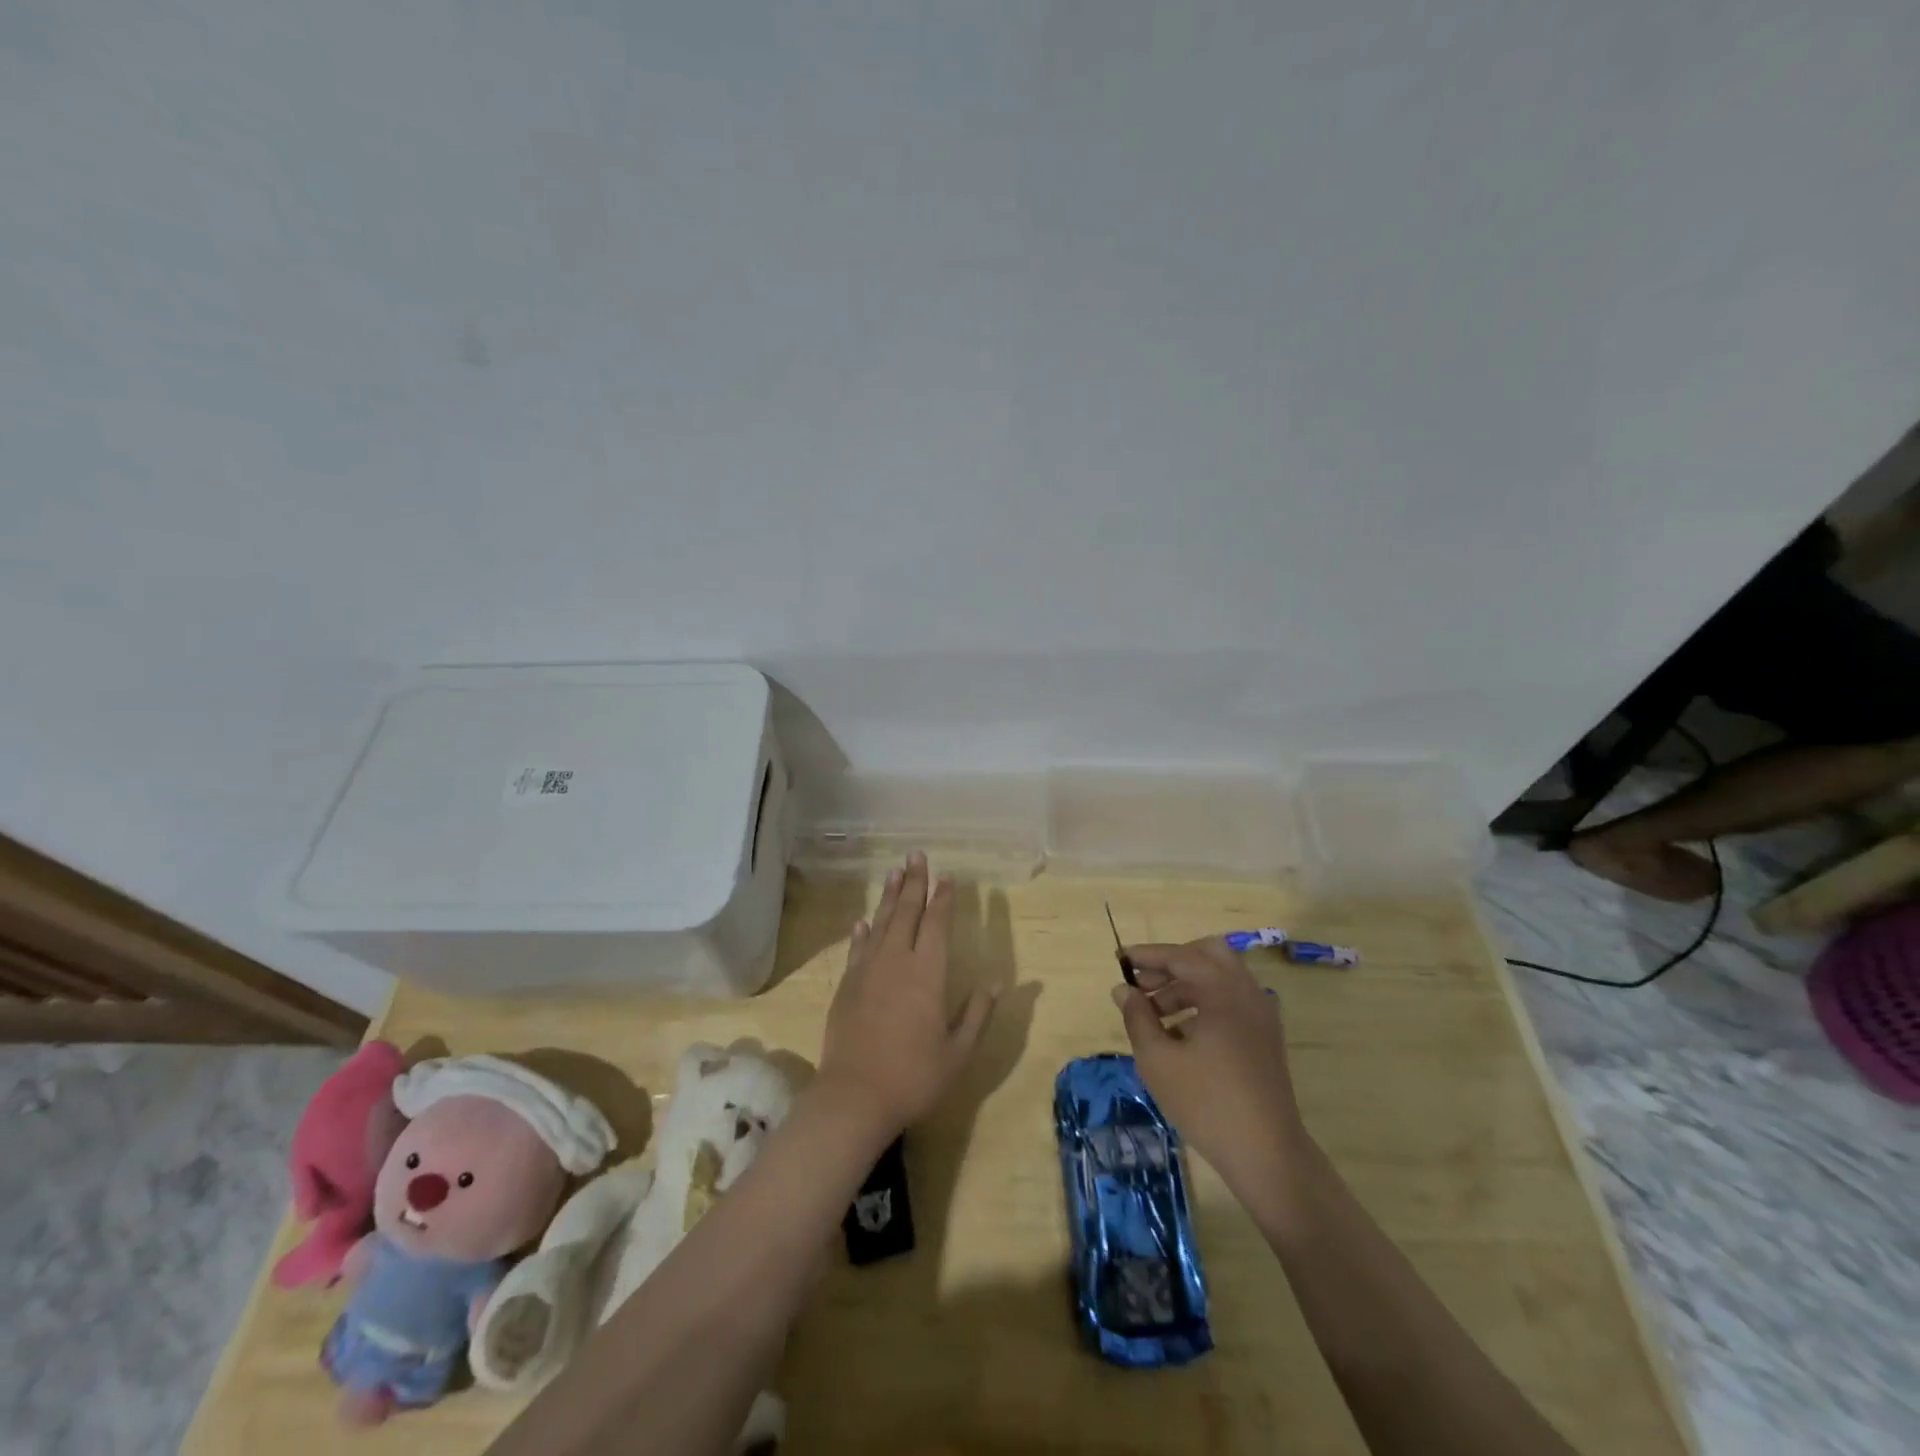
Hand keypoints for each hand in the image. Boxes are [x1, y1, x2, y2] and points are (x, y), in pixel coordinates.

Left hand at [818, 853, 996, 1137]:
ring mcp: (867, 971)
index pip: (937, 923)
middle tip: (916, 855)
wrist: (855, 1097)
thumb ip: (978, 1014)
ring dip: (889, 896)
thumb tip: (997, 983)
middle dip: (914, 882)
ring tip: (894, 872)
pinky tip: (863, 921)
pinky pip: (857, 948)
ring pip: (880, 922)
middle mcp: (897, 961)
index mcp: (928, 973)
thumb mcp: (958, 1052)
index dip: (943, 899)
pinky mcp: (847, 985)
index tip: (947, 877)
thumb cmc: (914, 1076)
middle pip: (906, 912)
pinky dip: (862, 932)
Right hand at [1112, 938, 1308, 1193]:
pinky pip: (1232, 1000)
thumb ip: (1137, 1017)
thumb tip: (1123, 990)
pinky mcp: (1265, 1036)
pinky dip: (1206, 1001)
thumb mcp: (1158, 1059)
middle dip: (1172, 963)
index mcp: (1222, 990)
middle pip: (1207, 954)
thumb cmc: (1206, 1102)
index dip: (1146, 955)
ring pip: (1221, 977)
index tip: (1119, 959)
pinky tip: (1182, 1033)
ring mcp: (1261, 1014)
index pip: (1179, 955)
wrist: (1267, 1154)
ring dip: (1186, 984)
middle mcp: (1247, 992)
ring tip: (1155, 1014)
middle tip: (1143, 984)